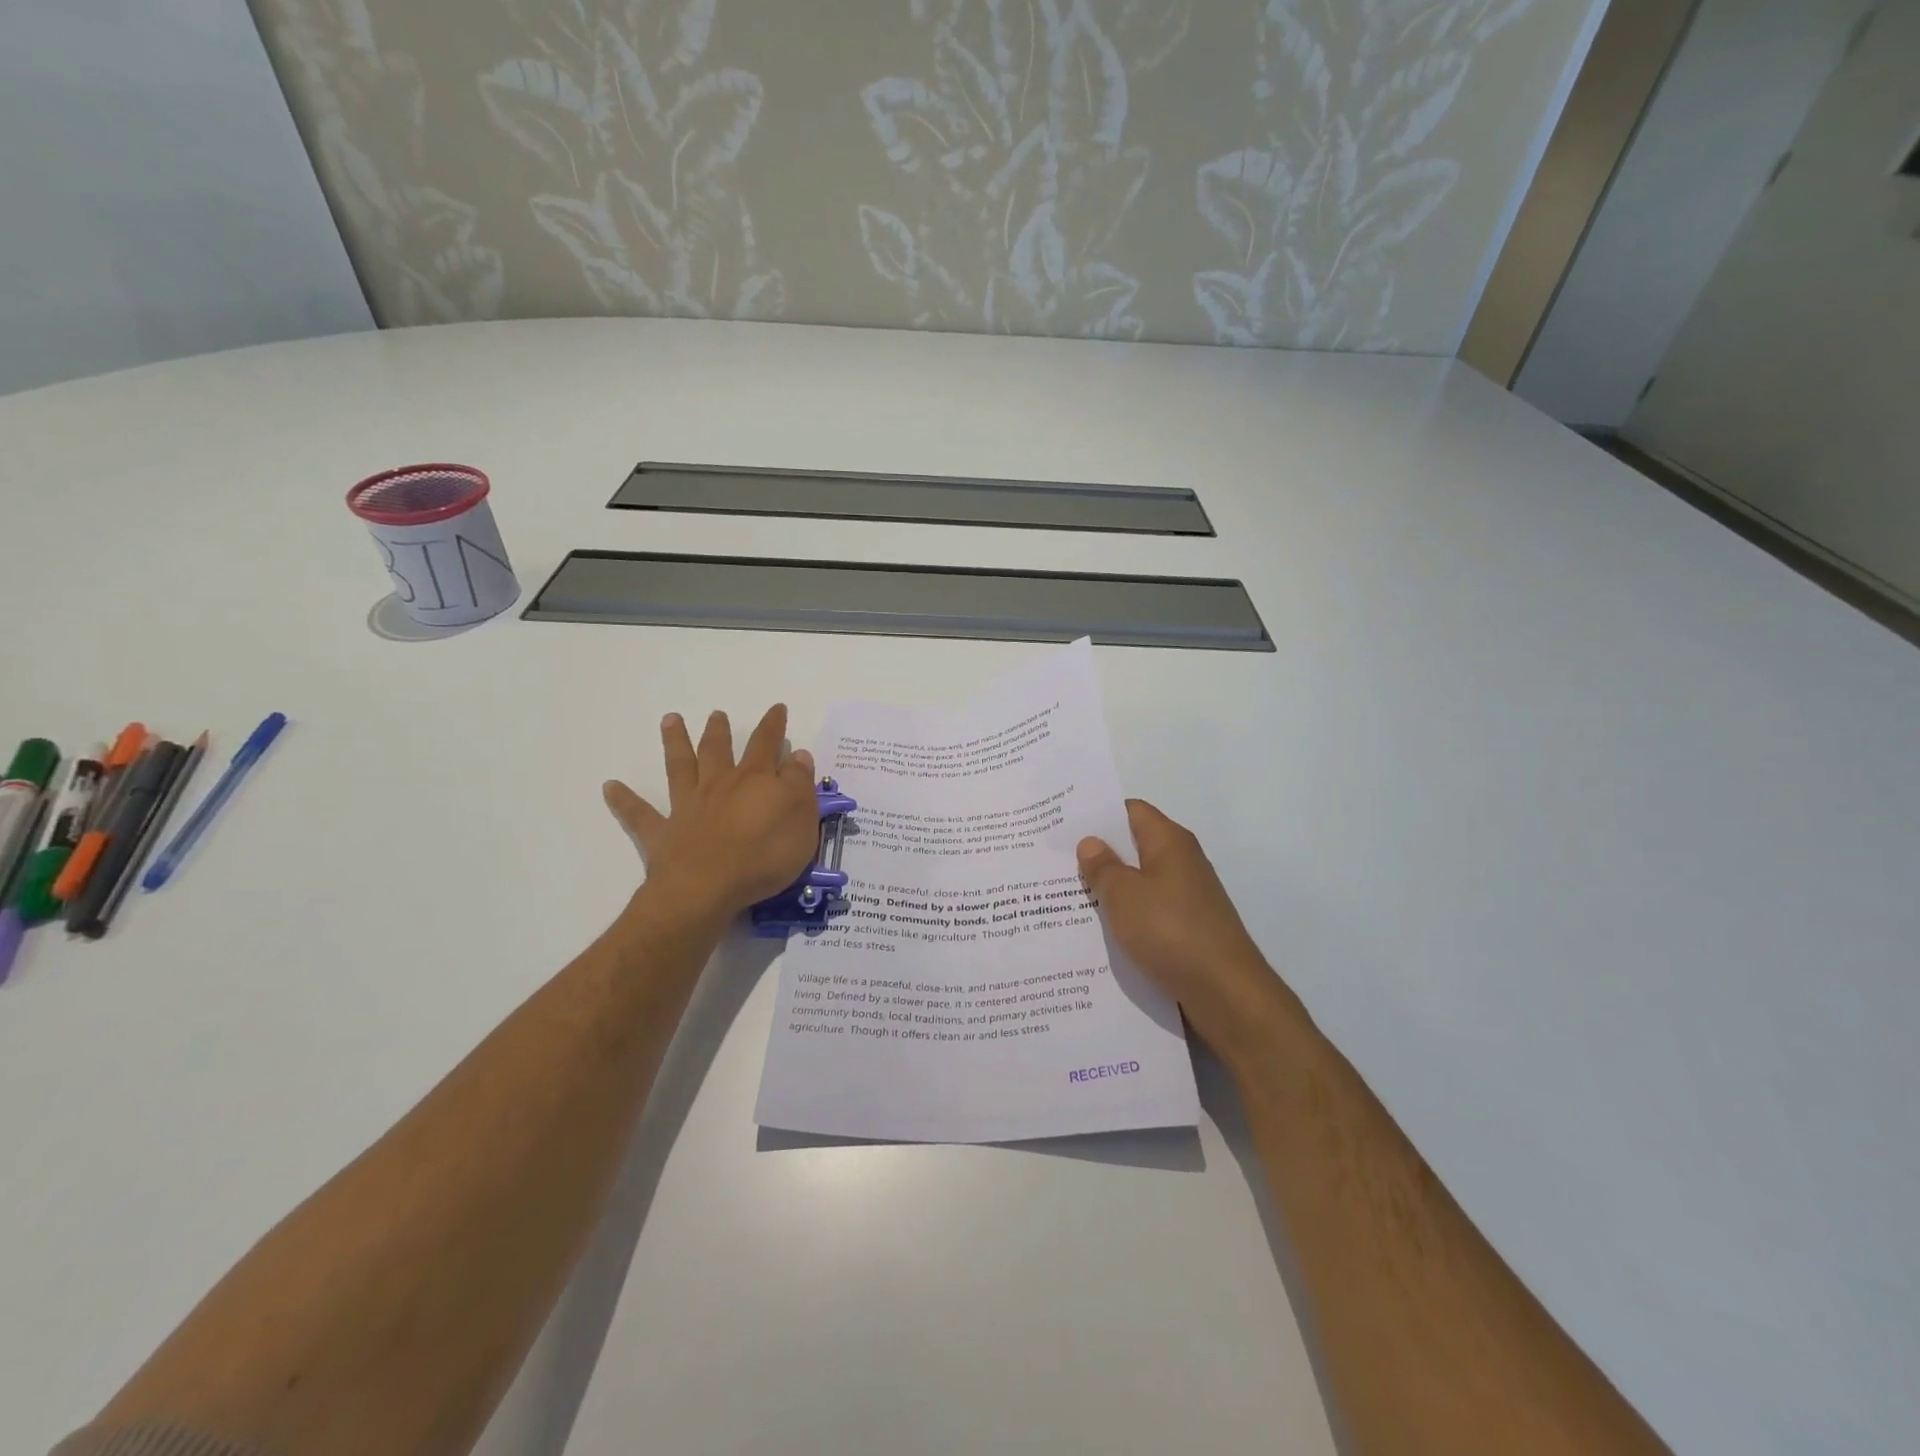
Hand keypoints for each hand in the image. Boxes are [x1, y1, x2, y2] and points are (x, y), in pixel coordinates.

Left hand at [603, 704, 821, 919]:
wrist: (707, 889)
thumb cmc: (763, 855)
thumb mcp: (801, 819)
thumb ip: (799, 785)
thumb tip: (796, 755)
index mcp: (756, 780)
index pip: (767, 745)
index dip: (773, 726)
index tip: (776, 708)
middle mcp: (720, 785)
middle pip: (719, 750)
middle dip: (720, 731)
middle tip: (716, 714)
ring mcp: (688, 807)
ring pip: (681, 767)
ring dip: (676, 743)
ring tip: (670, 720)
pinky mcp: (663, 834)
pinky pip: (640, 815)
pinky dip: (624, 800)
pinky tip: (610, 787)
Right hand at [1077, 800, 1299, 1061]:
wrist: (1226, 995)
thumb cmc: (1171, 932)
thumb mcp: (1124, 896)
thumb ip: (1102, 867)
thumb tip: (1090, 842)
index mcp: (1169, 842)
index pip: (1130, 810)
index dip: (1097, 815)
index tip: (1061, 825)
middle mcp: (1181, 862)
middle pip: (1132, 846)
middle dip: (1096, 854)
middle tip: (1052, 862)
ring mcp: (1186, 897)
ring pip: (1138, 883)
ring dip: (1107, 890)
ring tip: (1064, 897)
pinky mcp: (1186, 929)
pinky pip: (1147, 912)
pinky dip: (1124, 917)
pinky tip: (1097, 932)